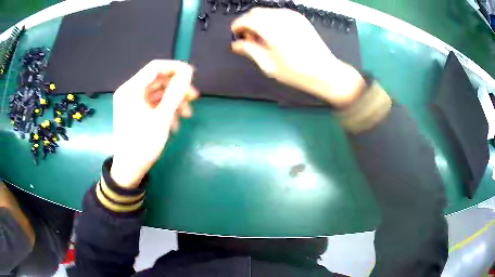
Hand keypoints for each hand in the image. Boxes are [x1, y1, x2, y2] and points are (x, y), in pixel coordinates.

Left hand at [111, 60, 198, 188]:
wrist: (129, 170)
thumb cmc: (143, 144)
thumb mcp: (162, 118)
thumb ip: (175, 92)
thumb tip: (188, 71)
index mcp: (131, 89)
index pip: (155, 67)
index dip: (175, 68)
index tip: (193, 75)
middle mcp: (130, 92)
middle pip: (158, 80)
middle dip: (177, 88)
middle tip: (194, 98)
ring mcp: (132, 102)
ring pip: (157, 93)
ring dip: (173, 101)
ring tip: (187, 115)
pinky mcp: (135, 112)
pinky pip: (153, 104)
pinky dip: (165, 110)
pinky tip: (174, 123)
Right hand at [231, 8, 363, 106]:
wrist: (324, 72)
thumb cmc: (299, 72)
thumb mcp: (269, 65)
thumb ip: (250, 51)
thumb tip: (237, 45)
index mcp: (272, 30)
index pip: (246, 19)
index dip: (237, 26)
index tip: (236, 33)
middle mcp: (282, 19)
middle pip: (256, 12)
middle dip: (248, 22)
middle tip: (248, 38)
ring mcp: (293, 17)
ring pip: (267, 11)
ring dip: (259, 21)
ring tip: (262, 38)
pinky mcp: (300, 19)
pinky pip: (279, 13)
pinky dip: (271, 20)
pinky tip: (274, 34)